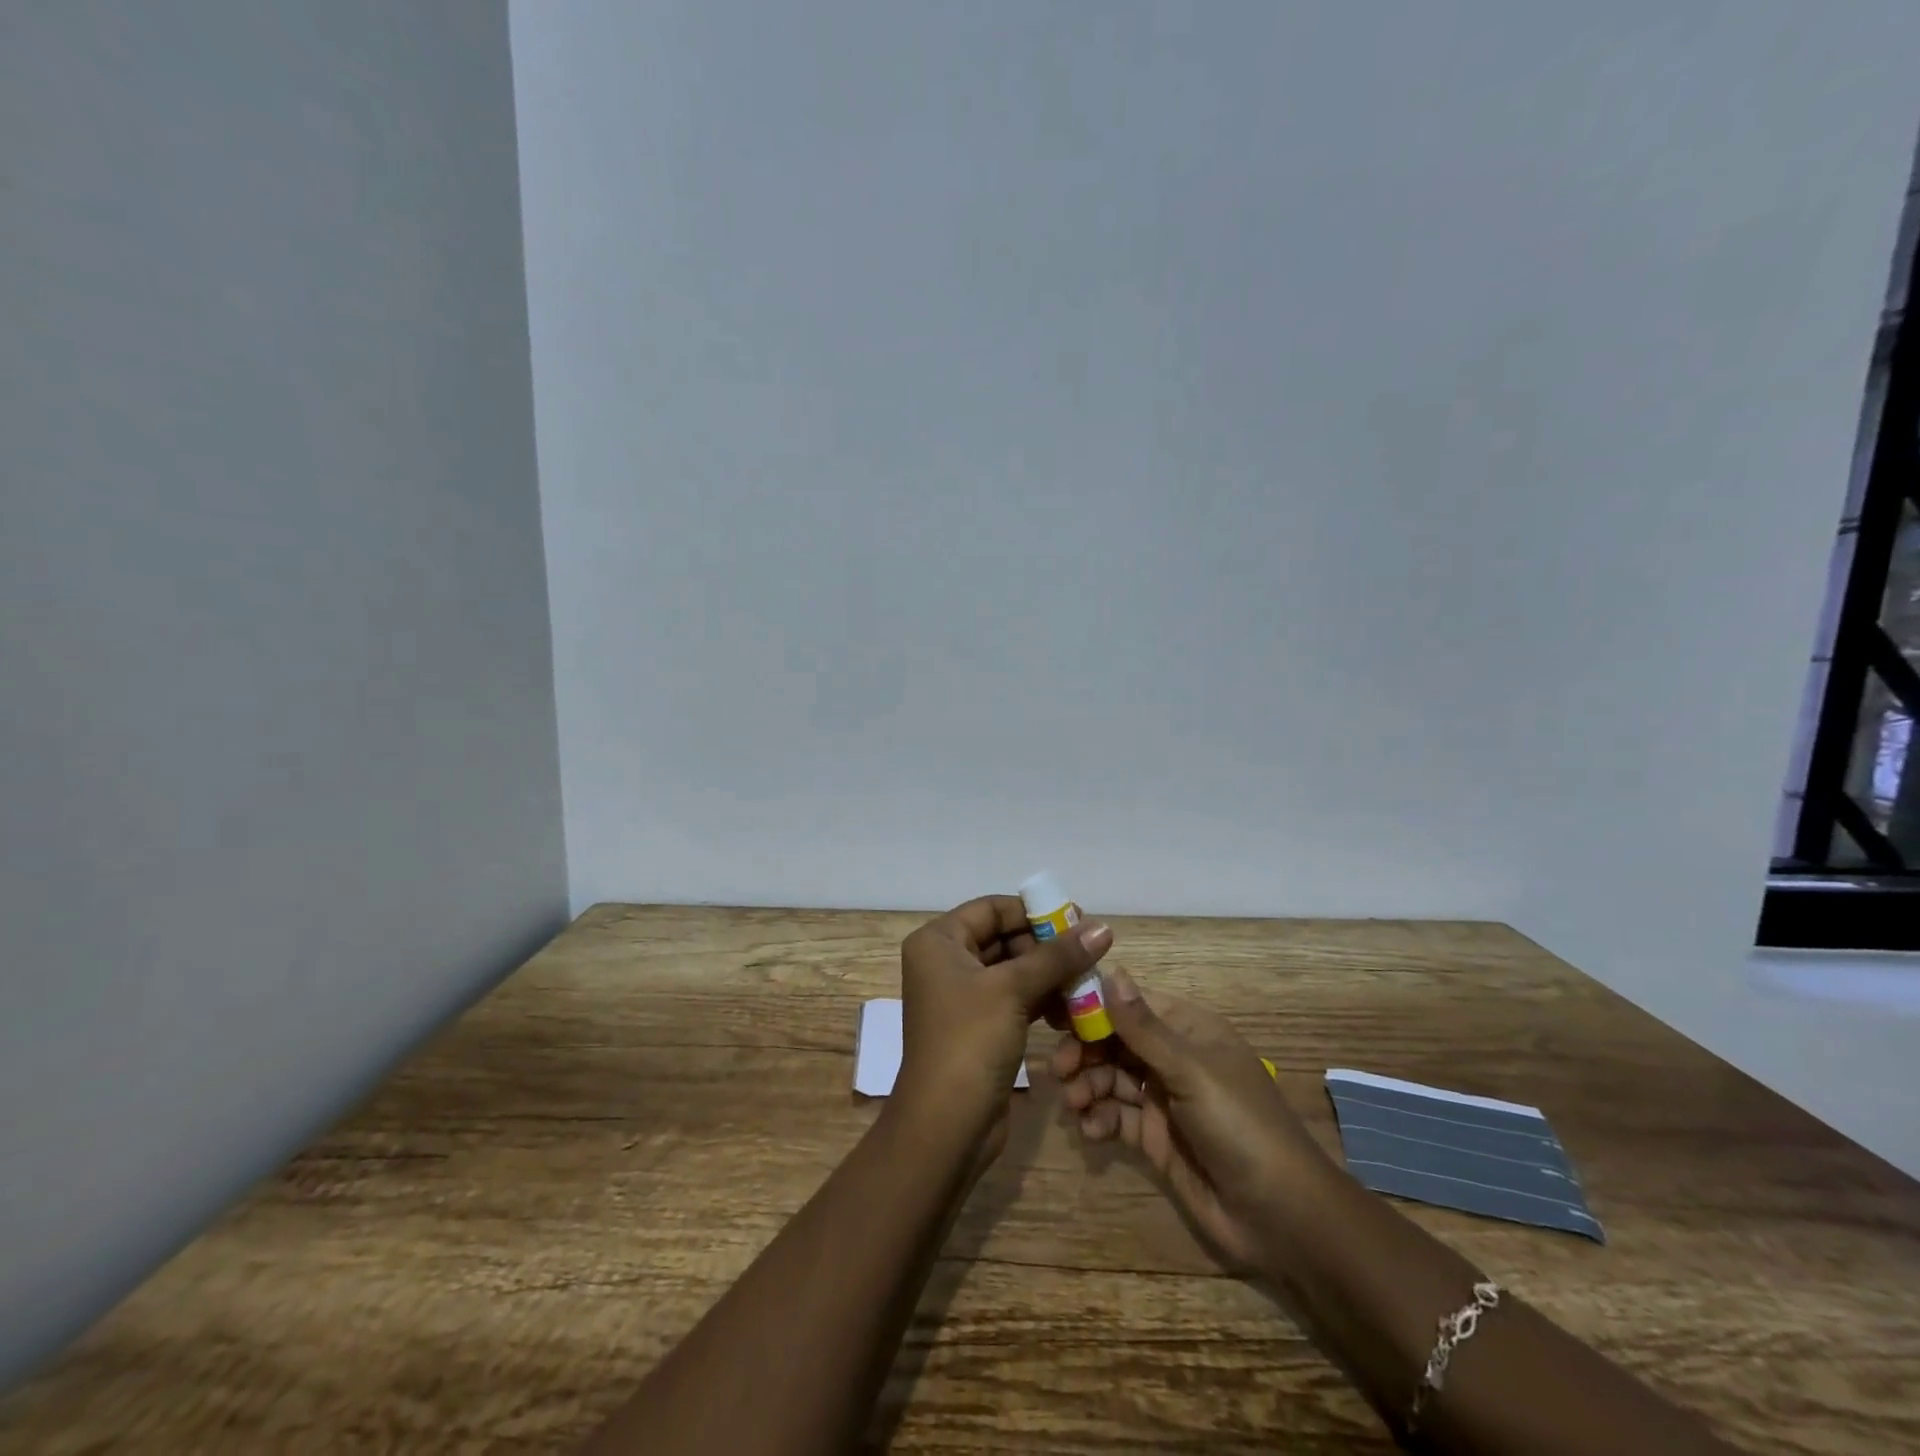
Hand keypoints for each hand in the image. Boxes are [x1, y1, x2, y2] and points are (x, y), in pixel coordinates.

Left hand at [896, 895, 1112, 1153]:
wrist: (946, 1127)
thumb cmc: (970, 1042)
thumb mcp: (1013, 990)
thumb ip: (1058, 956)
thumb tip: (1103, 928)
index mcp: (939, 941)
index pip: (992, 908)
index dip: (1035, 912)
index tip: (1079, 921)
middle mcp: (946, 962)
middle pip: (1005, 937)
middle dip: (1048, 947)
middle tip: (1090, 954)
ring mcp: (962, 997)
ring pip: (1014, 970)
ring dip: (1050, 976)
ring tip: (1089, 984)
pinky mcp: (980, 1026)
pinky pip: (1016, 999)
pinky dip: (1043, 1000)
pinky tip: (1074, 1012)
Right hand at [1052, 969, 1332, 1269]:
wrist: (1281, 1218)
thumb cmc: (1240, 1126)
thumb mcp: (1191, 1071)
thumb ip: (1144, 1027)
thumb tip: (1111, 970)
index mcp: (1188, 1030)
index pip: (1131, 1004)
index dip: (1093, 1006)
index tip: (1054, 1014)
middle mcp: (1173, 1058)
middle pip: (1115, 1041)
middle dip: (1085, 1052)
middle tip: (1059, 1069)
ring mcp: (1163, 1099)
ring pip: (1111, 1078)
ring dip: (1087, 1086)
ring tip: (1074, 1104)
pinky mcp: (1156, 1138)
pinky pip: (1117, 1116)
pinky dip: (1099, 1119)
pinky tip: (1091, 1130)